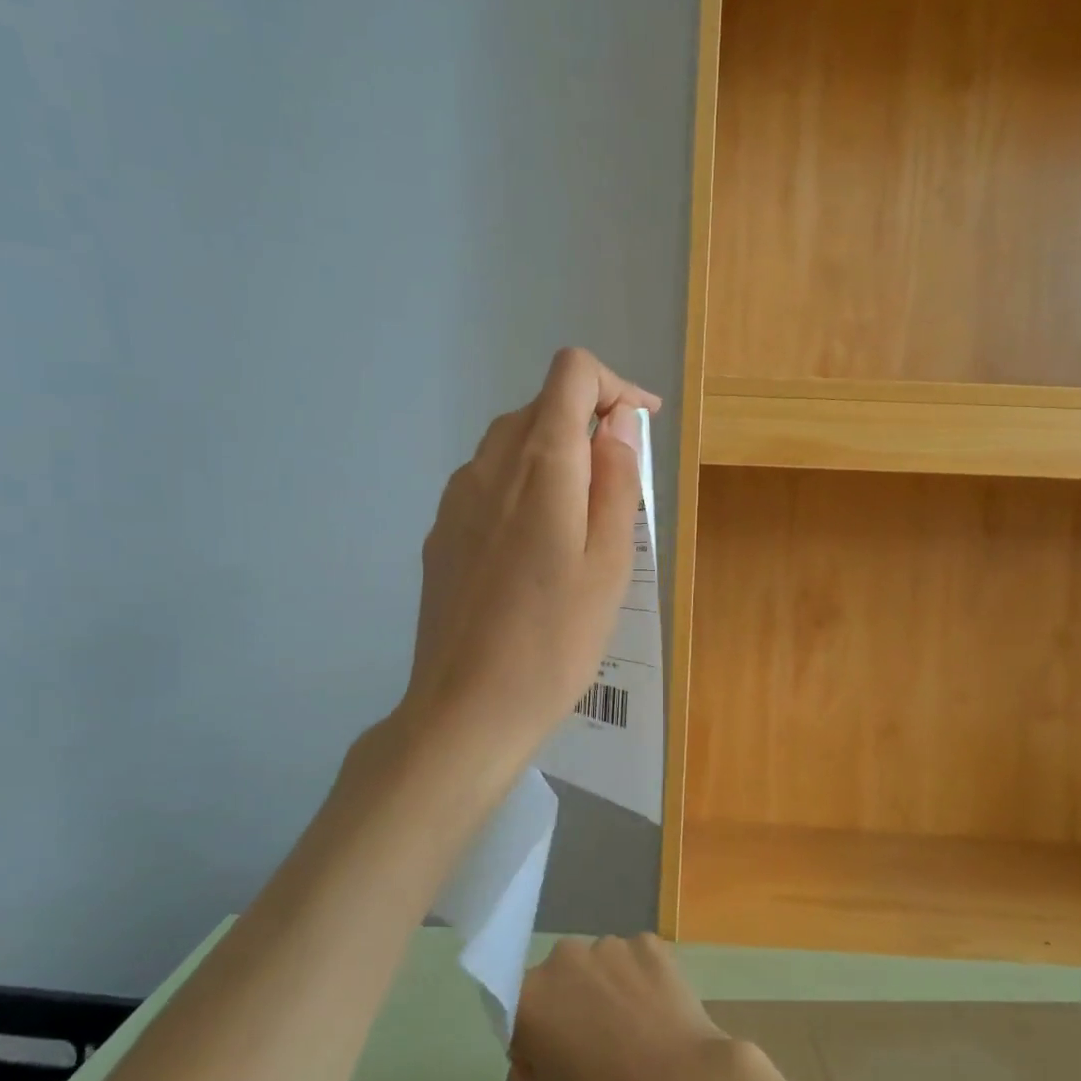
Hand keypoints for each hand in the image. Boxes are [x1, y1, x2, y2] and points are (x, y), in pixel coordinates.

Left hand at [398, 348, 660, 803]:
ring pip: (512, 444)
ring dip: (554, 459)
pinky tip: (533, 551)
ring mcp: (455, 498)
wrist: (466, 708)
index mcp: (539, 464)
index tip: (640, 427)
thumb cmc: (555, 640)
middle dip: (587, 425)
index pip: (571, 372)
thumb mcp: (610, 561)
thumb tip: (616, 421)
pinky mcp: (440, 532)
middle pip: (540, 406)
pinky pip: (488, 483)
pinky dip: (522, 488)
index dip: (614, 385)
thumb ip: (616, 478)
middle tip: (619, 487)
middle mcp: (488, 465)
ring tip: (580, 525)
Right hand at [508, 934, 741, 1080]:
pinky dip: (641, 979)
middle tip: (598, 1044)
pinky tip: (658, 1013)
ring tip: (635, 1029)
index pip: (518, 1003)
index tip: (555, 1052)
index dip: (534, 1028)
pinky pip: (635, 959)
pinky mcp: (649, 942)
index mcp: (531, 996)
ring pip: (600, 965)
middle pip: (561, 977)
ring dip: (608, 987)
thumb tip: (529, 1047)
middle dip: (572, 1001)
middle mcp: (564, 957)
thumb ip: (525, 1070)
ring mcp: (610, 944)